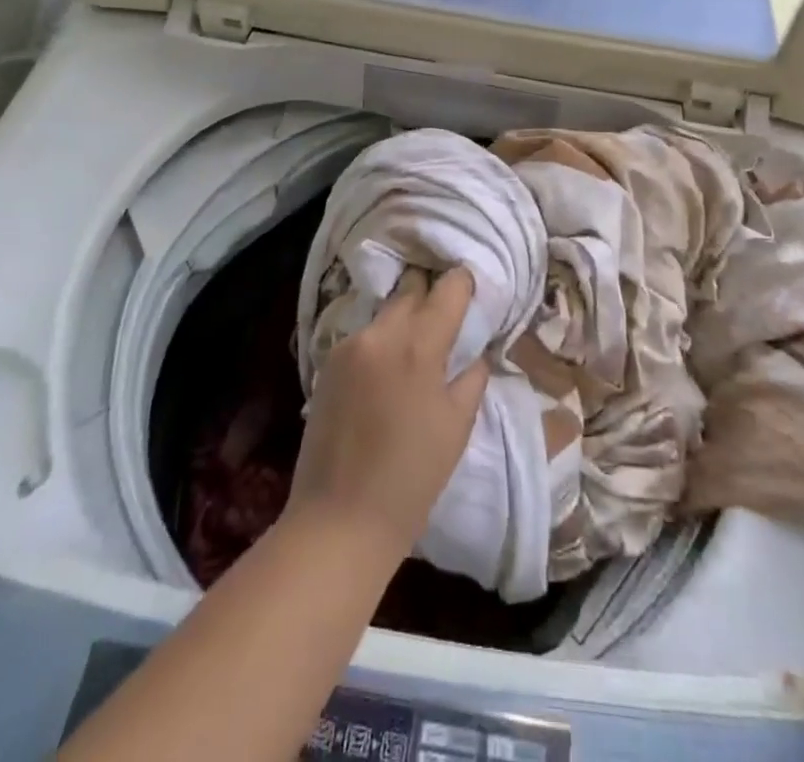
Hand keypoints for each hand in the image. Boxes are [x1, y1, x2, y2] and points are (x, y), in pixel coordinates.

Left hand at [287, 266, 489, 562]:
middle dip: (431, 293)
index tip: (473, 288)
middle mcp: (381, 333)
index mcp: (419, 344)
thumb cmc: (411, 477)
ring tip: (418, 343)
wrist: (339, 521)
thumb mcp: (457, 426)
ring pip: (385, 311)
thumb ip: (471, 376)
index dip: (463, 283)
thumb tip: (476, 351)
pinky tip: (388, 367)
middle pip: (411, 289)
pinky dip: (382, 340)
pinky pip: (364, 336)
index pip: (448, 288)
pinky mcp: (327, 364)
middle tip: (447, 314)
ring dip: (404, 317)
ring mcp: (349, 346)